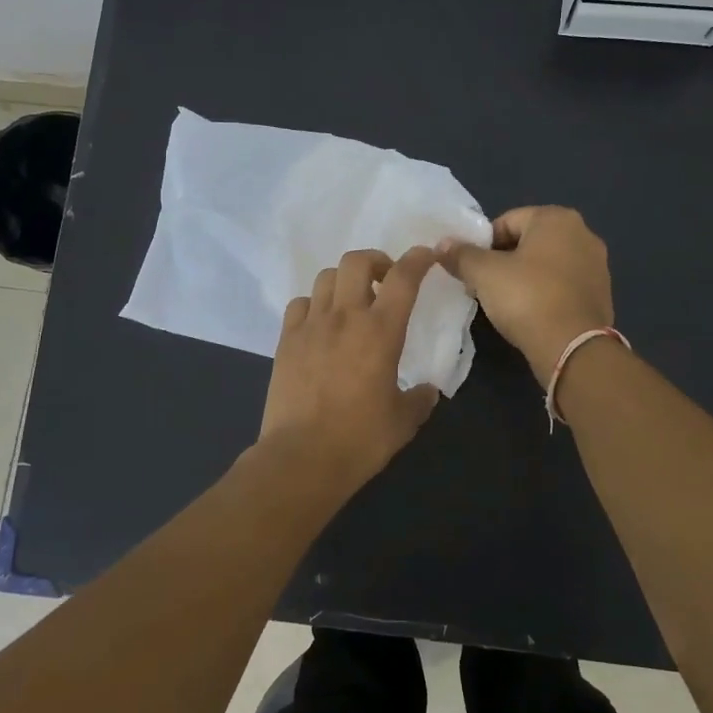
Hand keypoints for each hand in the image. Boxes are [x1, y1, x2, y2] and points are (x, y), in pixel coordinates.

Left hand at [259, 245, 442, 490]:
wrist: (301, 457)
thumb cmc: (360, 440)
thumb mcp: (403, 422)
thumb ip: (419, 400)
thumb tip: (426, 391)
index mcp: (381, 332)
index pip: (404, 278)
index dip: (418, 259)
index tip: (426, 255)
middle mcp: (345, 318)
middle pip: (357, 262)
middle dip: (376, 261)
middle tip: (385, 281)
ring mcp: (311, 326)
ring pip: (326, 277)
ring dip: (345, 281)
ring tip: (352, 302)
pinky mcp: (286, 340)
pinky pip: (300, 304)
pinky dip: (314, 304)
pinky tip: (320, 324)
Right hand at [439, 206, 613, 388]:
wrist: (572, 347)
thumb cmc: (527, 298)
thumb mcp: (484, 274)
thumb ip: (461, 255)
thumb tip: (443, 244)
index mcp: (556, 218)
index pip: (507, 221)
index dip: (483, 244)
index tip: (471, 269)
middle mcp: (583, 233)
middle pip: (529, 241)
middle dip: (504, 260)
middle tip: (484, 286)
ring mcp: (597, 264)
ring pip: (547, 264)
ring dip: (525, 277)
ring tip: (505, 303)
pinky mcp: (601, 293)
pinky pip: (563, 285)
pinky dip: (545, 293)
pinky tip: (531, 314)